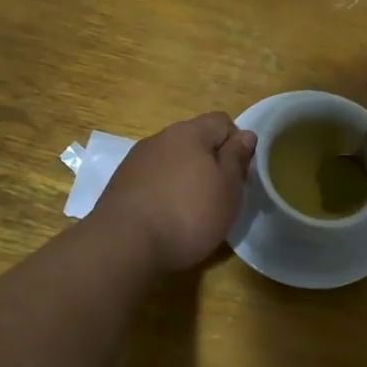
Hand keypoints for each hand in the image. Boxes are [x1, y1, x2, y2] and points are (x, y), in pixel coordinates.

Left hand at [94, 113, 257, 271]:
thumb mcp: (227, 188)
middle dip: (210, 163)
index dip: (236, 145)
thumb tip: (245, 134)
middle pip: (195, 141)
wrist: (124, 244)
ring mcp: (136, 160)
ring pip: (172, 161)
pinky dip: (163, 192)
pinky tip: (165, 218)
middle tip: (219, 197)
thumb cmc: (188, 214)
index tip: (239, 176)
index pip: (222, 121)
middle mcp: (160, 138)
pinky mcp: (120, 184)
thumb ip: (237, 158)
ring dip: (185, 178)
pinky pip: (152, 180)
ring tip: (190, 211)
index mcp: (189, 133)